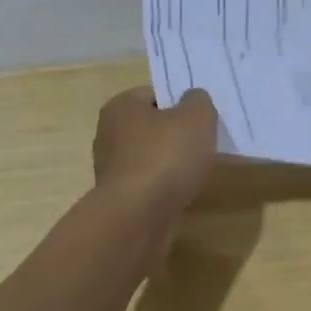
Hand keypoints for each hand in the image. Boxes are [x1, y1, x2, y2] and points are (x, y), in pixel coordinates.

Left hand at [93, 87, 218, 214]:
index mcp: (121, 106)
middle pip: (151, 127)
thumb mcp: (196, 117)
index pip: (153, 94)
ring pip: (150, 157)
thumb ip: (198, 101)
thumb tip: (192, 100)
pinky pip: (148, 184)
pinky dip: (164, 187)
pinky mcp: (118, 197)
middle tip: (202, 145)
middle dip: (176, 135)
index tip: (200, 119)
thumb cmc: (166, 157)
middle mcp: (108, 133)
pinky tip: (181, 194)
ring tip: (195, 172)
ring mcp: (110, 168)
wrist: (138, 216)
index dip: (179, 103)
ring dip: (171, 164)